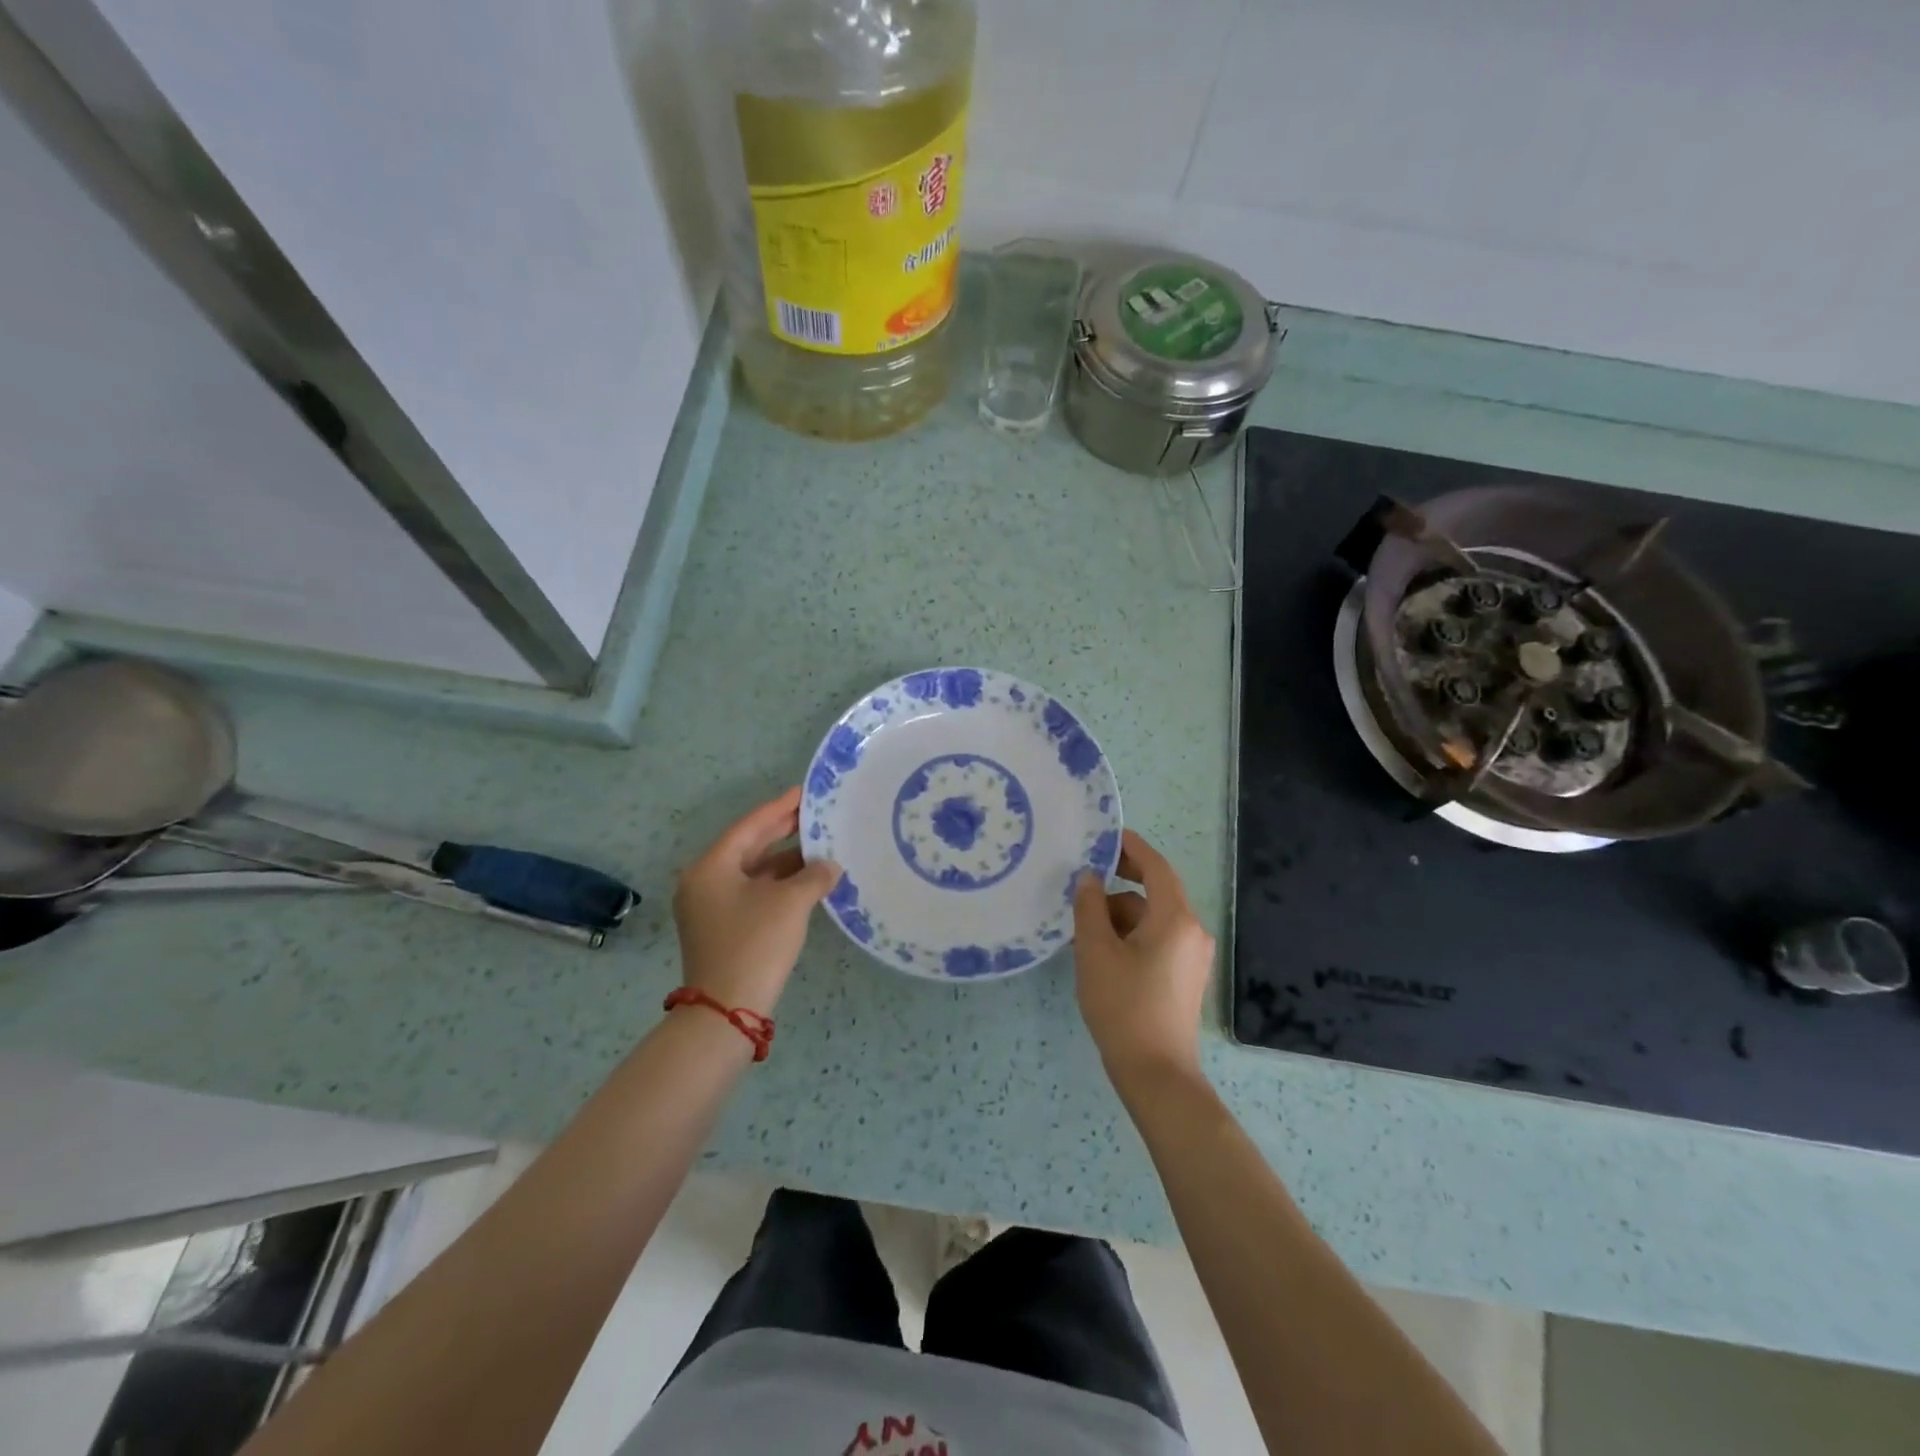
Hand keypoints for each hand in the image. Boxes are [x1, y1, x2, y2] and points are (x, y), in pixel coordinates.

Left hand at [672, 787, 839, 1016]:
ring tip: (819, 847)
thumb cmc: (755, 944)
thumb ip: (814, 876)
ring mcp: (709, 907)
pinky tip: (806, 882)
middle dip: (782, 832)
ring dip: (784, 861)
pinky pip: (752, 893)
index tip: (804, 793)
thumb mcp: (790, 903)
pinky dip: (778, 885)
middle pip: (747, 847)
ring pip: (752, 872)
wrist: (727, 1010)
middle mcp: (704, 882)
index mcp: (711, 867)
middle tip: (814, 815)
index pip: (749, 826)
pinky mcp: (721, 928)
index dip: (779, 808)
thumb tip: (830, 866)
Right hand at [1072, 829, 1215, 1087]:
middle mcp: (1193, 931)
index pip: (1156, 867)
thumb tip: (1088, 878)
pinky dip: (1132, 935)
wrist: (1156, 1073)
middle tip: (1084, 879)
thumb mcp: (1096, 951)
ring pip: (1153, 918)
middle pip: (1155, 892)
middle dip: (1120, 884)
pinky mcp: (1186, 976)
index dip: (1131, 847)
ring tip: (1084, 928)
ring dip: (1121, 914)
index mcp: (1175, 918)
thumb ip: (1090, 907)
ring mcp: (1193, 956)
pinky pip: (1158, 939)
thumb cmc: (1123, 1006)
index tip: (1105, 836)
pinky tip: (1103, 951)